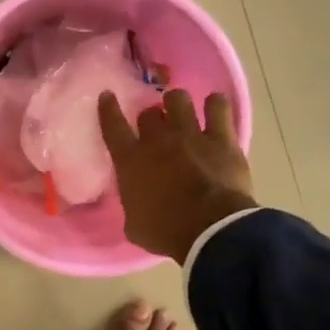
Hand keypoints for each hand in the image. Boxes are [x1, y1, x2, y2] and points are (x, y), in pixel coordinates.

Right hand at [99, 88, 255, 261]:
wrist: (210, 229)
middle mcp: (158, 140)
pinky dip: (215, 104)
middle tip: (158, 129)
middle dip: (151, 119)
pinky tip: (215, 108)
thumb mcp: (135, 226)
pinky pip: (218, 106)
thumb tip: (136, 204)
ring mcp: (190, 134)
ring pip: (178, 99)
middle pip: (149, 113)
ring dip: (177, 103)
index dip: (108, 108)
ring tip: (182, 111)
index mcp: (131, 161)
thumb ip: (132, 206)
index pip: (113, 126)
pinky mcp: (221, 137)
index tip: (107, 95)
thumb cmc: (166, 233)